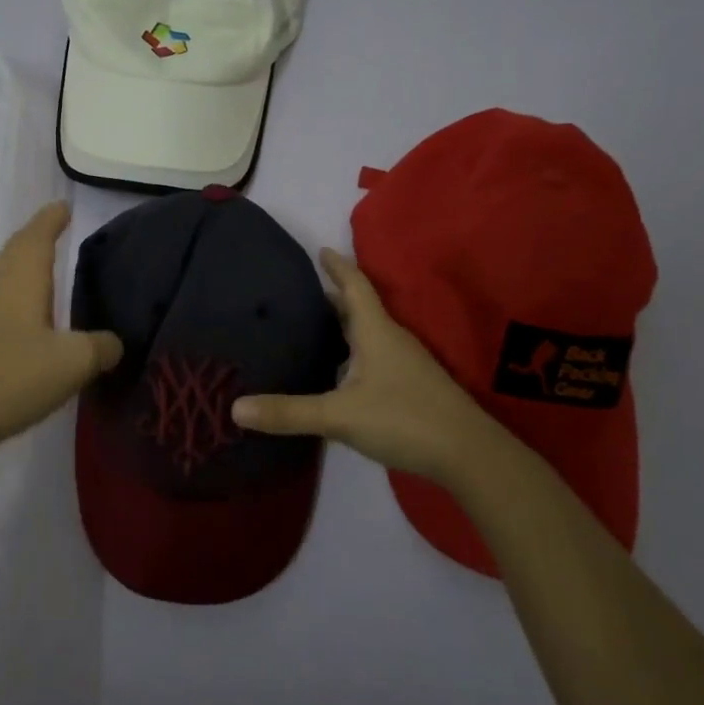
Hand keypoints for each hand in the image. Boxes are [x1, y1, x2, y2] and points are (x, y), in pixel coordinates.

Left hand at [0, 201, 121, 454]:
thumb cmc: (14, 377)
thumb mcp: (74, 362)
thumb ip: (101, 347)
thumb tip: (114, 342)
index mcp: (22, 282)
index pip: (37, 238)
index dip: (51, 220)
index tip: (64, 206)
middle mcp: (1, 290)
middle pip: (18, 250)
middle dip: (37, 234)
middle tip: (58, 224)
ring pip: (9, 274)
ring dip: (28, 260)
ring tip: (50, 261)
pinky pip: (6, 298)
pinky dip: (23, 289)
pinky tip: (35, 311)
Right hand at [231, 248, 537, 493]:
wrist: (468, 454)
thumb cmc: (404, 419)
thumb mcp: (339, 415)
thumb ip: (289, 412)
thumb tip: (235, 408)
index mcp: (376, 332)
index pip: (355, 287)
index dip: (338, 267)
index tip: (321, 250)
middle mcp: (392, 340)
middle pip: (360, 309)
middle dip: (333, 298)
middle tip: (302, 293)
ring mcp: (406, 364)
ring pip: (369, 334)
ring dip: (344, 326)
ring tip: (314, 328)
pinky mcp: (412, 387)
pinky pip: (376, 357)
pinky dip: (354, 353)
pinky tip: (340, 372)